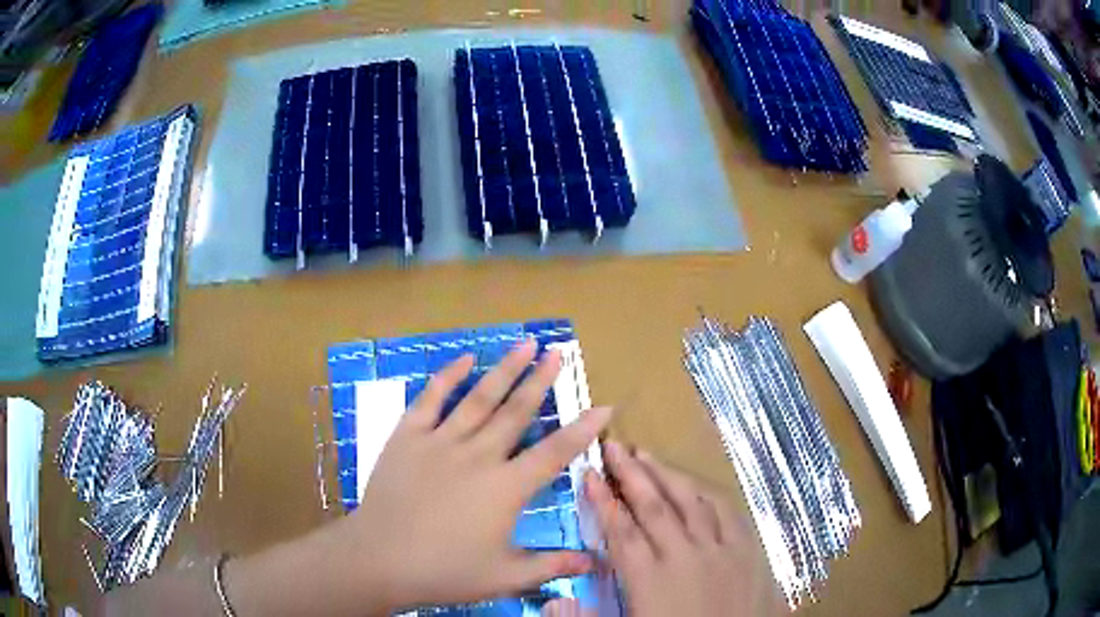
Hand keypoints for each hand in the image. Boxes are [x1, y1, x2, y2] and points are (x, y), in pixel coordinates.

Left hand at [321, 340, 611, 612]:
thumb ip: (552, 566)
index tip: (603, 406)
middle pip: (517, 412)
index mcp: (506, 488)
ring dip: (504, 369)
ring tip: (525, 343)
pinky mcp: (408, 436)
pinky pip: (431, 399)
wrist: (379, 559)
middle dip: (541, 380)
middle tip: (558, 352)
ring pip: (480, 398)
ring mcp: (440, 441)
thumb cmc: (445, 571)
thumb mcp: (505, 576)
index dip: (582, 429)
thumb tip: (595, 563)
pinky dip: (448, 376)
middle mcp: (478, 456)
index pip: (555, 452)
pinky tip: (464, 358)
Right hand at [585, 442, 780, 616]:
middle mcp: (684, 557)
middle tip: (614, 446)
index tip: (589, 474)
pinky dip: (708, 494)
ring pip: (690, 502)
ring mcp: (720, 551)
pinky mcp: (747, 552)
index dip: (603, 501)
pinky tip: (698, 484)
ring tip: (647, 455)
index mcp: (650, 581)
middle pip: (654, 507)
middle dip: (631, 474)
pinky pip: (727, 513)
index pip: (621, 532)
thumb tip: (553, 603)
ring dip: (666, 476)